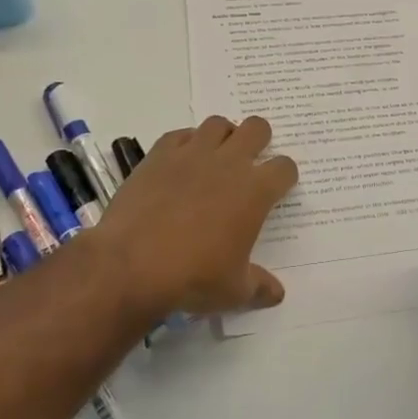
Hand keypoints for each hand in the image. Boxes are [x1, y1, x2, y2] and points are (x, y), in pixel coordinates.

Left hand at [92, 114, 298, 325]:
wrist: (132, 264)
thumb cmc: (194, 277)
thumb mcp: (234, 290)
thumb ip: (259, 287)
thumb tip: (277, 294)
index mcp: (255, 191)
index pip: (284, 167)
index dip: (284, 176)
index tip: (276, 188)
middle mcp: (229, 163)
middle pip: (257, 129)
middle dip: (259, 140)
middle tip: (249, 163)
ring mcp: (192, 154)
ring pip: (218, 124)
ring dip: (223, 136)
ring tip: (216, 157)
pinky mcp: (159, 154)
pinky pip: (180, 135)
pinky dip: (186, 144)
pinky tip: (181, 163)